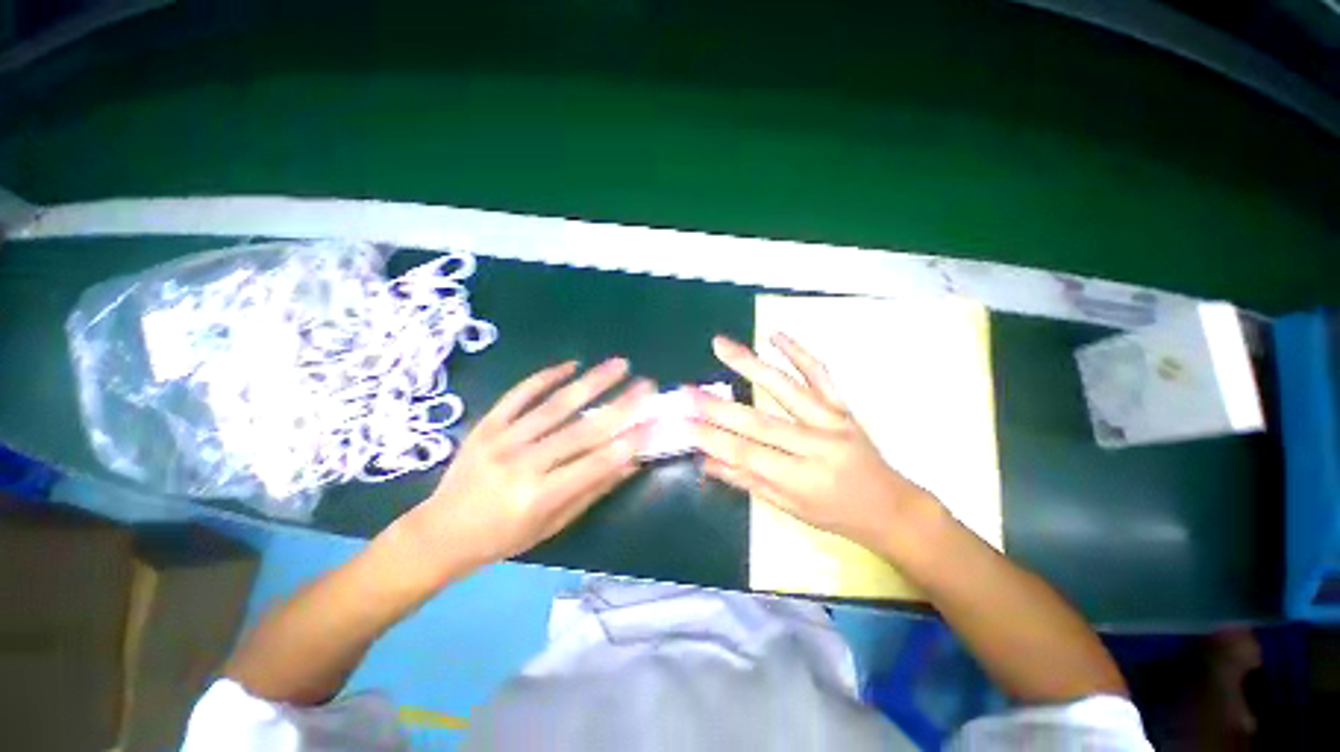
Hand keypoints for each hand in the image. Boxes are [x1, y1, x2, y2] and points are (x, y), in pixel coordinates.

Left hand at [402, 358, 653, 573]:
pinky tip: (571, 364)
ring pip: (555, 405)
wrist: (439, 532)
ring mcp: (502, 440)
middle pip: (581, 430)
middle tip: (647, 385)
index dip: (628, 443)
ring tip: (619, 364)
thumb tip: (629, 462)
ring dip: (591, 382)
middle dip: (620, 405)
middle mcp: (522, 464)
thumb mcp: (551, 525)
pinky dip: (545, 377)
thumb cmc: (502, 538)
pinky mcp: (486, 424)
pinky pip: (519, 394)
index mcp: (539, 497)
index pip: (595, 464)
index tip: (654, 422)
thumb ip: (592, 491)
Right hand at [691, 334, 935, 549]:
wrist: (890, 507)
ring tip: (721, 345)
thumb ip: (746, 480)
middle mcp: (817, 445)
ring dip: (750, 364)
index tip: (683, 423)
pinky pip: (820, 374)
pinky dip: (798, 352)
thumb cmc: (836, 515)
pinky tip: (775, 335)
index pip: (747, 455)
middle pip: (759, 421)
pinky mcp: (842, 406)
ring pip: (786, 387)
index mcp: (802, 479)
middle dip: (718, 406)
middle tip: (688, 390)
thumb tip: (706, 461)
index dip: (712, 439)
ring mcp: (832, 420)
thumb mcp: (789, 508)